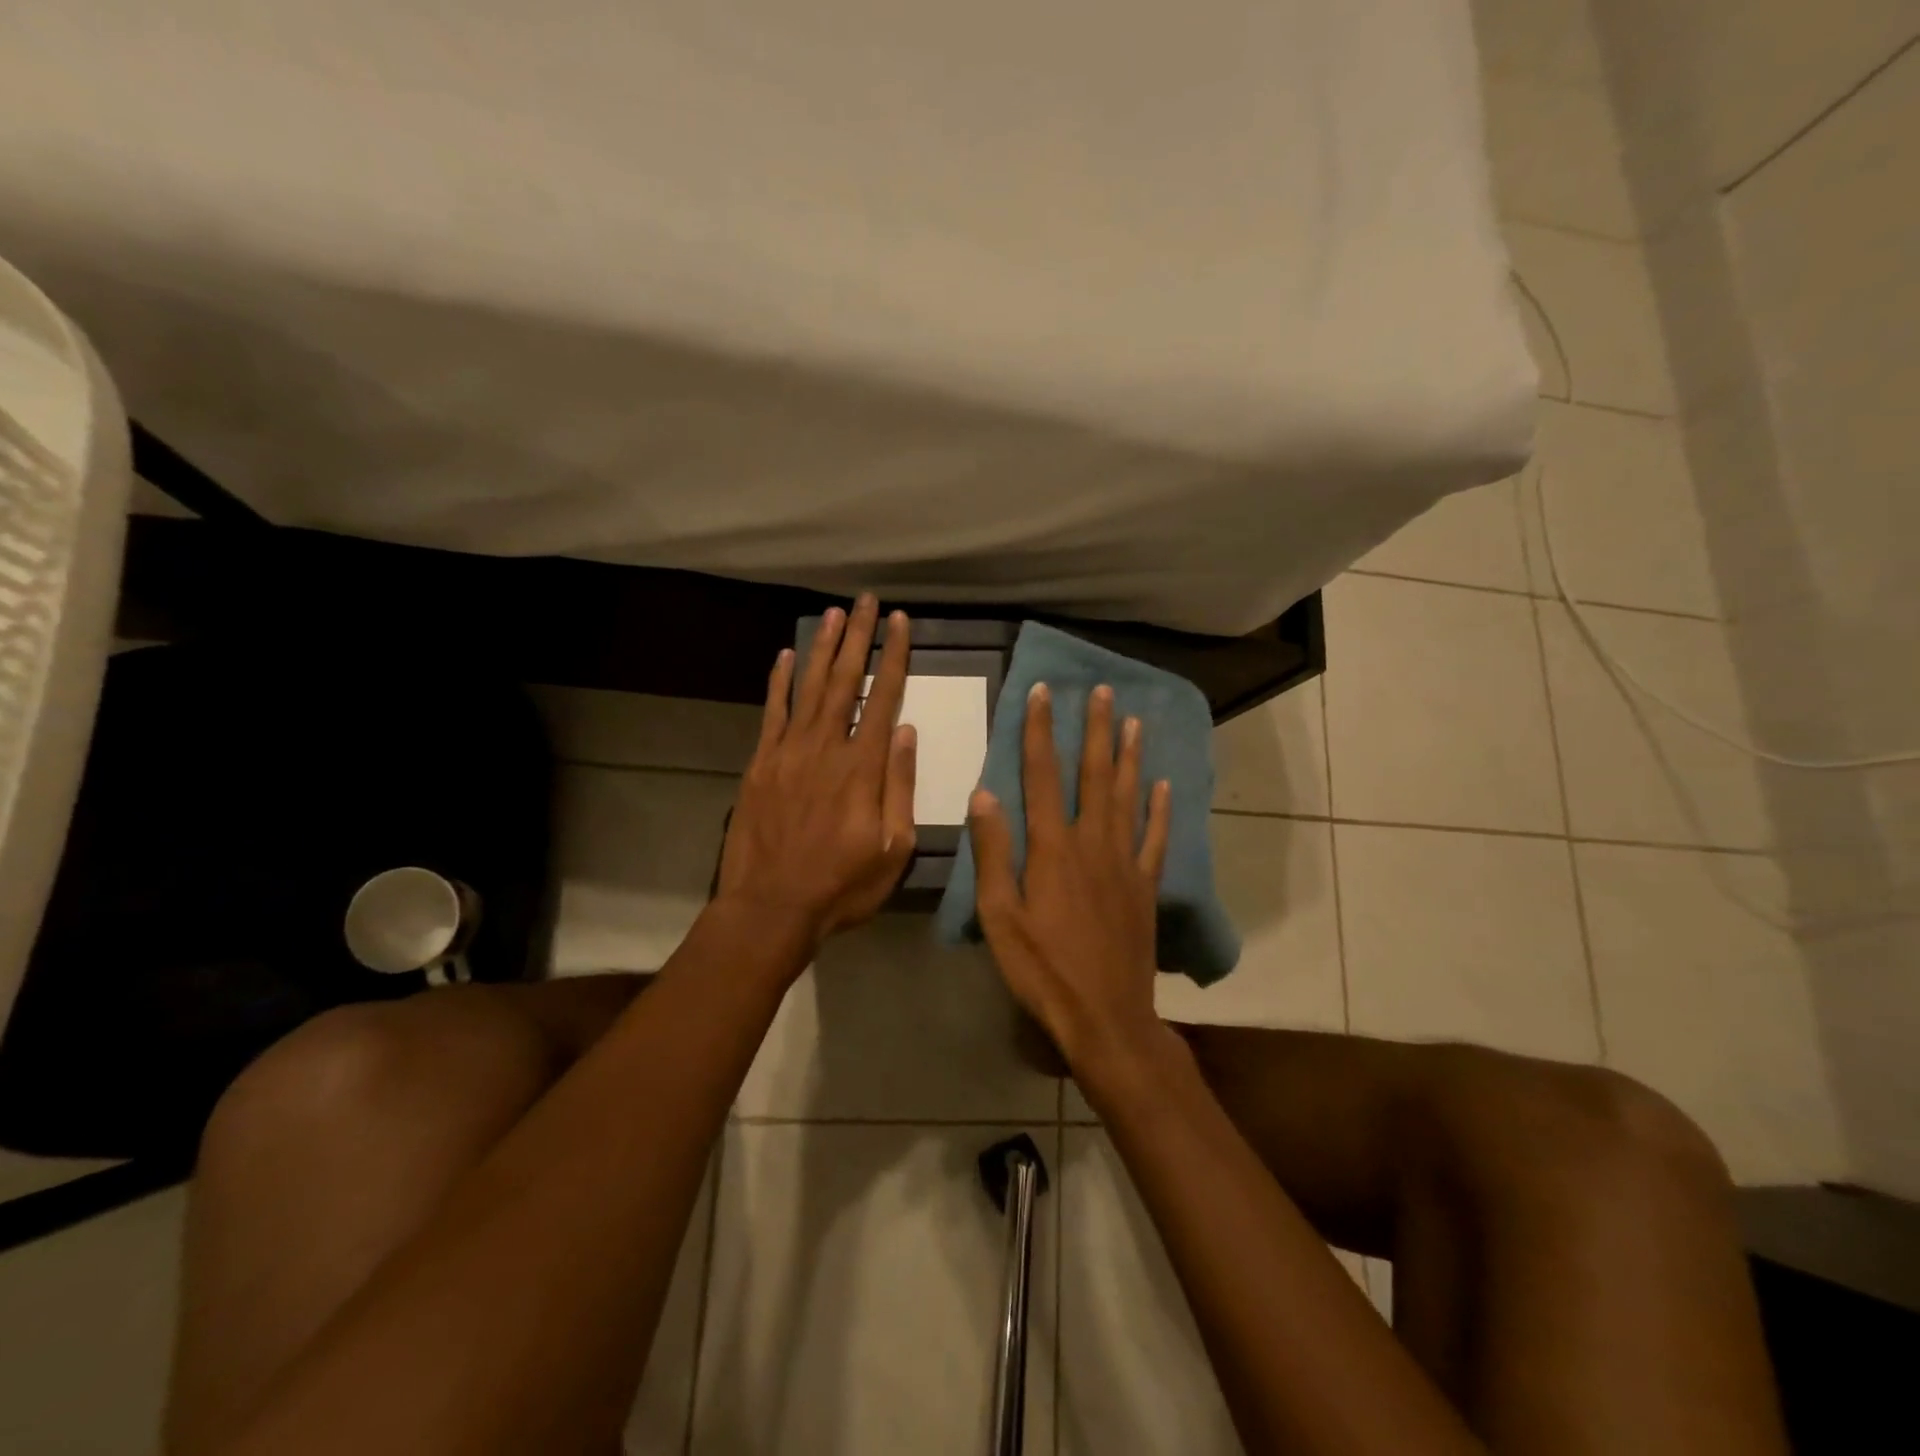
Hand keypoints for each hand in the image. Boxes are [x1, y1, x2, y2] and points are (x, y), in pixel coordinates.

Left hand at [715, 596, 917, 956]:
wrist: (771, 907)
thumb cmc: (842, 885)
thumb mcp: (894, 848)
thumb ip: (900, 786)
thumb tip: (906, 732)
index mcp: (863, 767)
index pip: (884, 697)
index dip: (893, 656)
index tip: (900, 622)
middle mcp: (826, 747)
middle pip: (845, 680)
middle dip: (857, 637)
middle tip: (865, 601)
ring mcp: (788, 752)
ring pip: (809, 688)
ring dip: (822, 648)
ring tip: (833, 614)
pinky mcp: (761, 764)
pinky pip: (772, 712)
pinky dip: (780, 682)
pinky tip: (787, 656)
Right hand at [968, 681, 1171, 1073]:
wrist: (1105, 1016)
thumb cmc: (1042, 968)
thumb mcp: (999, 915)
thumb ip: (993, 852)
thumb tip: (984, 794)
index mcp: (1052, 848)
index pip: (1042, 775)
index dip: (1039, 731)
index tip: (1042, 692)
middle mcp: (1092, 843)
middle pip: (1093, 774)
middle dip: (1095, 729)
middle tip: (1103, 691)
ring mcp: (1124, 863)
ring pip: (1127, 797)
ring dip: (1129, 756)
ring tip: (1134, 721)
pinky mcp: (1145, 887)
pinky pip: (1155, 838)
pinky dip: (1160, 809)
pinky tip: (1164, 785)